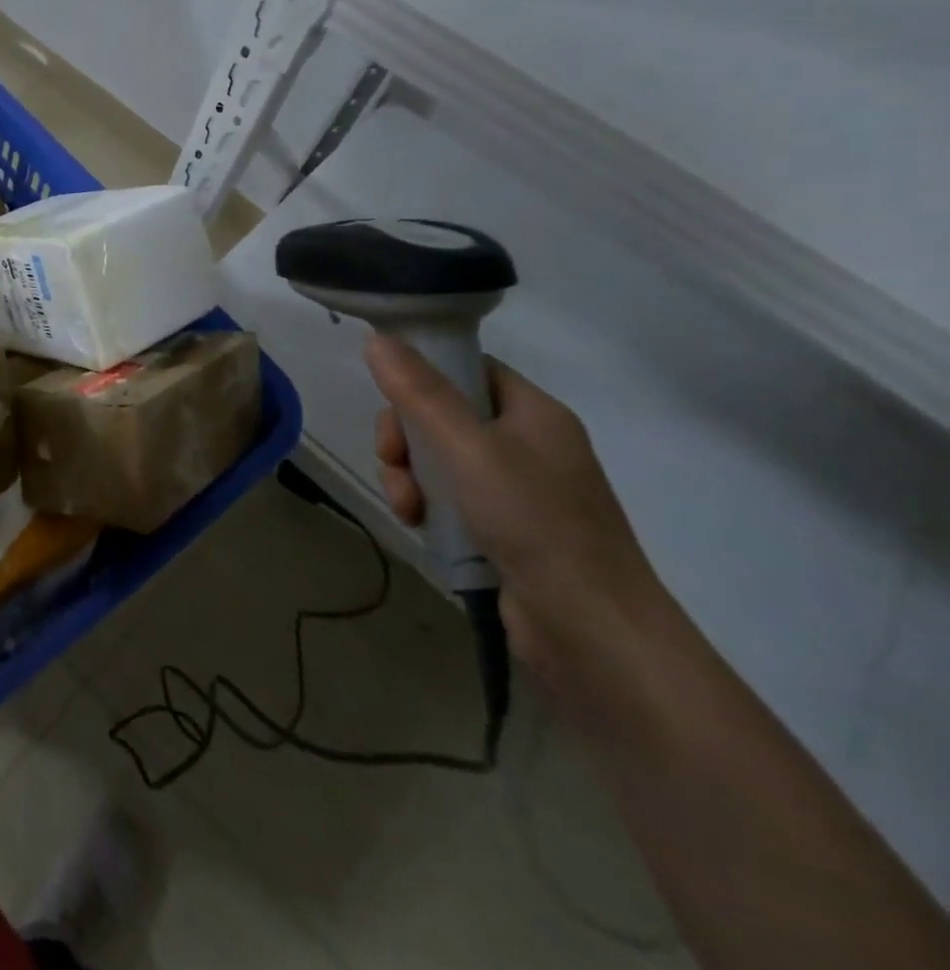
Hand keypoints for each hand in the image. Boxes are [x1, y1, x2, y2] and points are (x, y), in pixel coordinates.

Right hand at [363, 335, 663, 673]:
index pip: (467, 369)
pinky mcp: (502, 528)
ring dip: (408, 476)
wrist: (592, 631)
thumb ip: (420, 393)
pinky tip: (419, 525)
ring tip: (407, 507)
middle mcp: (527, 444)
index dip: (423, 377)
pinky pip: (447, 497)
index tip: (391, 402)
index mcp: (533, 413)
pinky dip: (425, 506)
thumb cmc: (535, 522)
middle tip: (393, 461)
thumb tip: (378, 338)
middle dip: (405, 437)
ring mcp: (516, 489)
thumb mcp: (468, 449)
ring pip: (436, 459)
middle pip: (442, 415)